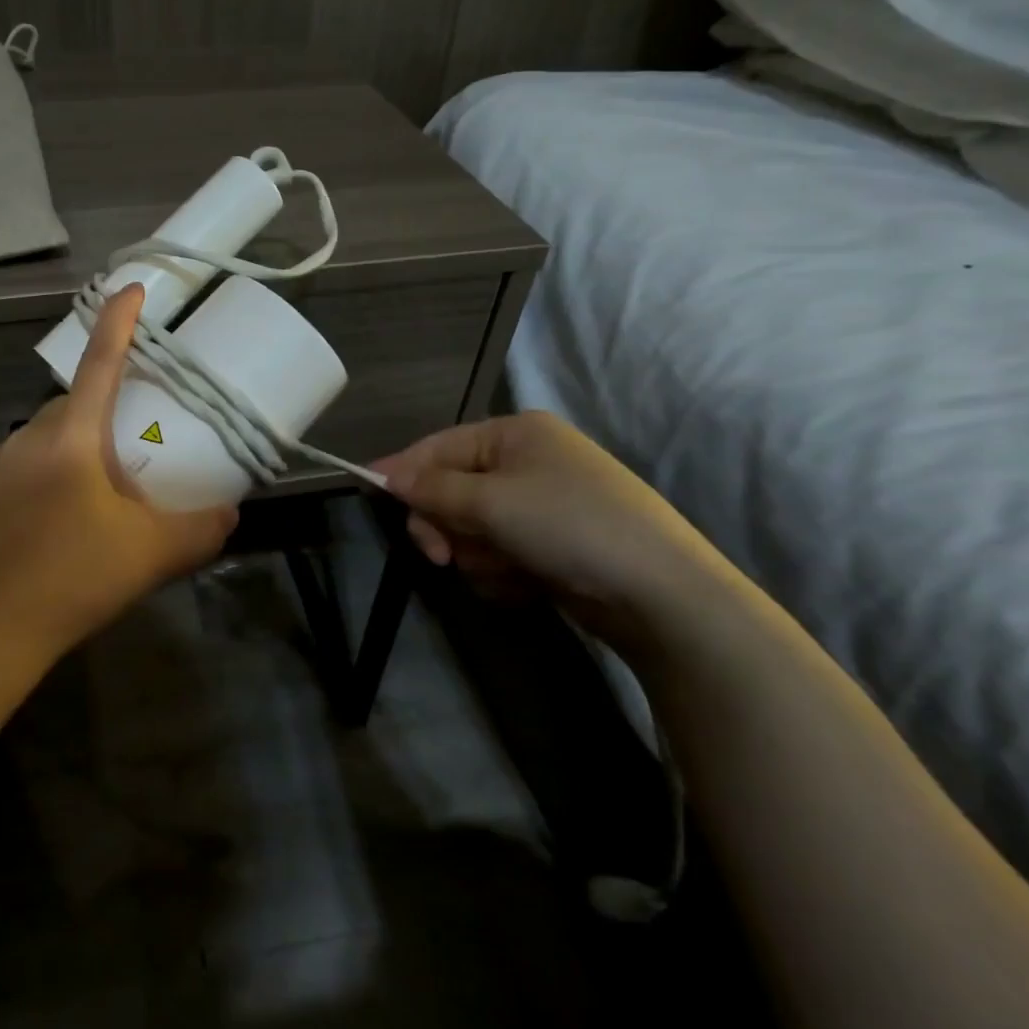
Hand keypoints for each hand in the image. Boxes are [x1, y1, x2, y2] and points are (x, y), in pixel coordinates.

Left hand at [0, 285, 238, 663]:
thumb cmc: (74, 578)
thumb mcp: (152, 555)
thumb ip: (201, 529)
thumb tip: (230, 514)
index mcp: (72, 437)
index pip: (100, 361)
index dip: (119, 322)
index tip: (131, 288)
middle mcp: (26, 438)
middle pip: (72, 406)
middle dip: (101, 414)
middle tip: (127, 458)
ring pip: (42, 441)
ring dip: (70, 453)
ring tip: (89, 502)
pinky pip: (15, 472)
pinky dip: (39, 482)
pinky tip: (47, 527)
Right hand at [373, 411, 728, 623]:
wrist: (659, 594)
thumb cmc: (568, 526)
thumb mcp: (491, 501)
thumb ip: (432, 488)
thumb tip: (385, 475)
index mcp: (515, 434)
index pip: (440, 446)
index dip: (404, 469)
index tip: (368, 490)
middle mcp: (526, 462)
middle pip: (452, 490)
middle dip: (447, 525)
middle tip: (441, 555)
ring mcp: (540, 506)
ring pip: (472, 529)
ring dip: (477, 554)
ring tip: (507, 569)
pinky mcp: (550, 546)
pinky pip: (498, 554)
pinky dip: (502, 572)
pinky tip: (526, 583)